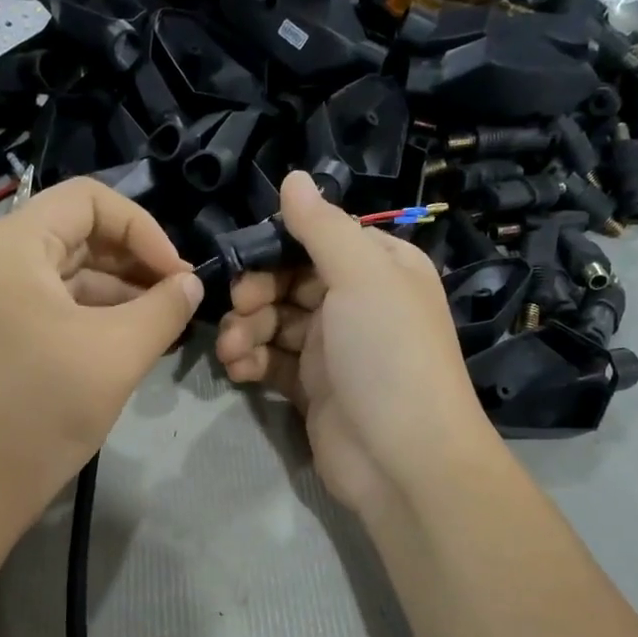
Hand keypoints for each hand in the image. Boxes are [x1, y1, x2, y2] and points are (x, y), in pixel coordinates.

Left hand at [0, 178, 202, 540]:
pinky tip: (132, 347)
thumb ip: (164, 308)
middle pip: (80, 237)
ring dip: (122, 297)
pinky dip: (97, 322)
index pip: (90, 200)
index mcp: (15, 245)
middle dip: (137, 264)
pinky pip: (57, 312)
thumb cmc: (43, 406)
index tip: (178, 275)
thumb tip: (192, 283)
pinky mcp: (1, 341)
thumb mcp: (117, 351)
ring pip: (71, 278)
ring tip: (165, 328)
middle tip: (180, 301)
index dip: (144, 229)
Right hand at [215, 171, 497, 520]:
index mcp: (380, 267)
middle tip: (239, 308)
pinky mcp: (312, 389)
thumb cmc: (388, 355)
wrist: (403, 459)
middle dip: (256, 292)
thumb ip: (322, 226)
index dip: (277, 246)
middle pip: (289, 281)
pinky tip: (238, 371)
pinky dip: (252, 362)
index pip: (318, 239)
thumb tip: (293, 177)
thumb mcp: (362, 276)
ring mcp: (334, 349)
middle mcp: (357, 303)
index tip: (246, 261)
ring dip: (247, 330)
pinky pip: (272, 362)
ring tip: (234, 351)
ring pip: (275, 322)